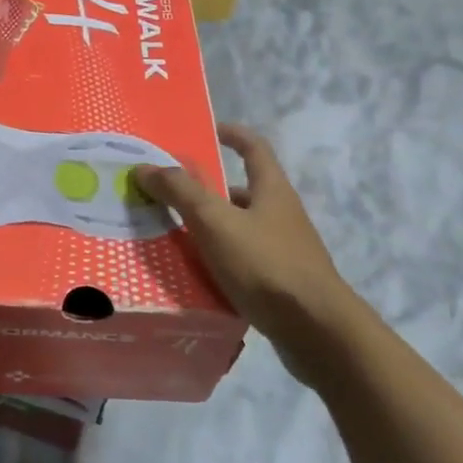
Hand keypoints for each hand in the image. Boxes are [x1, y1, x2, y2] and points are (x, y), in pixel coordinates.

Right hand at [136, 124, 359, 366]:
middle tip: (170, 195)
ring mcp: (285, 251)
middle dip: (208, 191)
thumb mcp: (215, 222)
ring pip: (240, 230)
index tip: (207, 130)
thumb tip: (145, 166)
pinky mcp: (281, 284)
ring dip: (211, 229)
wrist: (317, 331)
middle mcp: (282, 215)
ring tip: (172, 238)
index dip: (232, 134)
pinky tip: (196, 277)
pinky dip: (219, 262)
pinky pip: (243, 263)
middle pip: (243, 192)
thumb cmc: (266, 265)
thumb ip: (180, 192)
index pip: (254, 147)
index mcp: (272, 190)